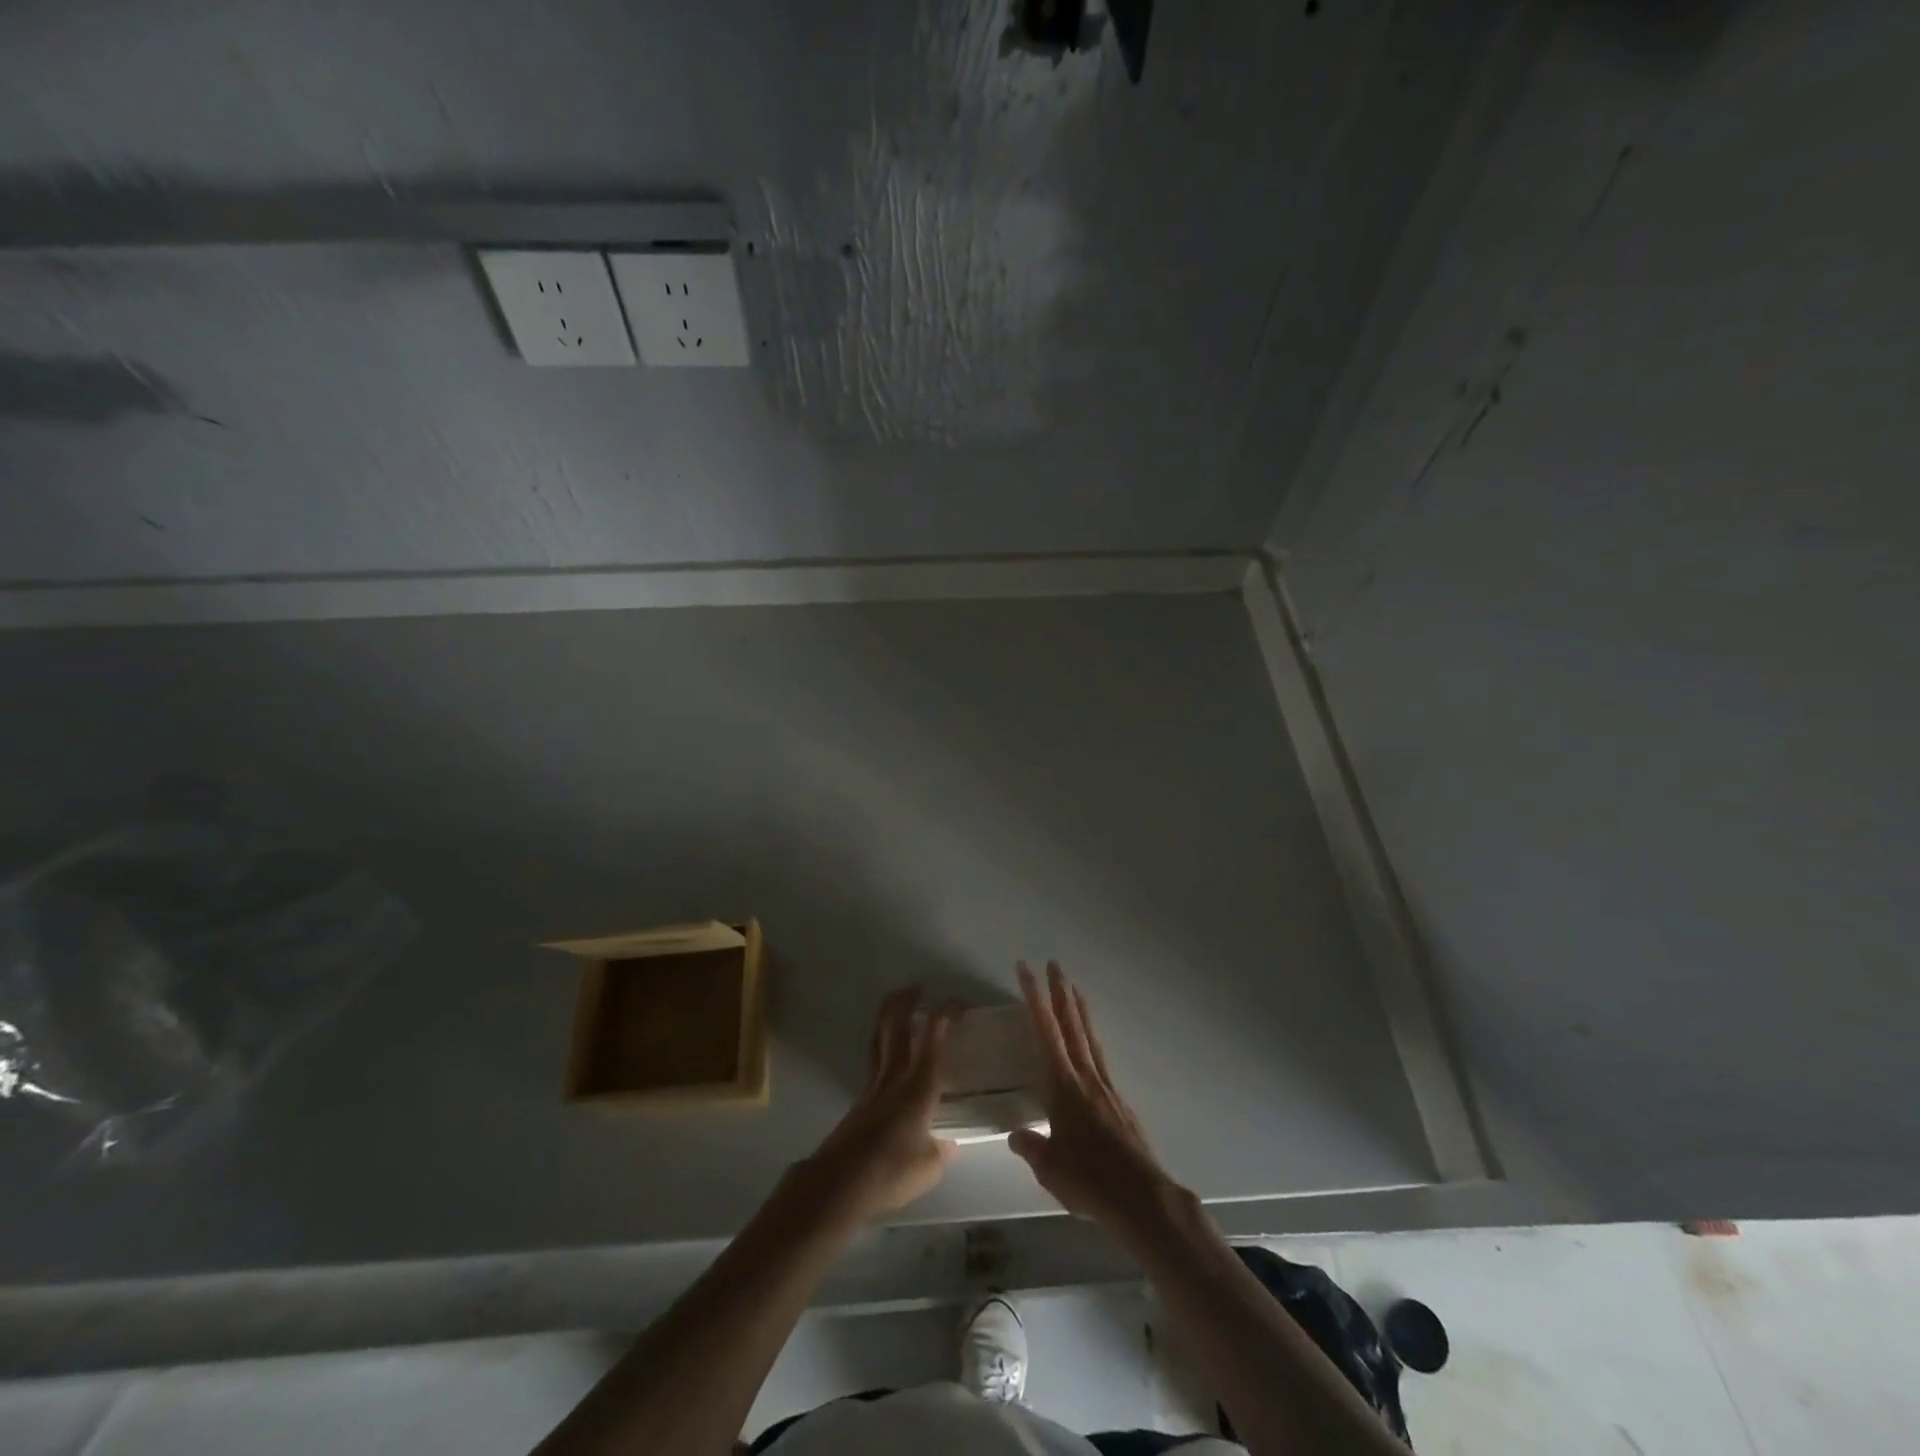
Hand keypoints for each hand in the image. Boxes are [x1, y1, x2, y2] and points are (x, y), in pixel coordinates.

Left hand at [798, 988, 958, 1222]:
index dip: (946, 1013)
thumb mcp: (929, 1167)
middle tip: (917, 988)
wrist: (840, 1182)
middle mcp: (895, 1076)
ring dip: (889, 1017)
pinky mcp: (860, 1100)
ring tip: (898, 1007)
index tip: (960, 1003)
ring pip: (880, 1039)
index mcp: (919, 1085)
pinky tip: (890, 1058)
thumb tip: (947, 1144)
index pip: (934, 1036)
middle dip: (906, 1001)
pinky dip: (883, 1046)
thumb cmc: (892, 1171)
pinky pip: (874, 1060)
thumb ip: (941, 1150)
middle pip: (897, 1026)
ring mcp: (873, 1086)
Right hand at [1010, 962, 1175, 1233]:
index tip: (1026, 970)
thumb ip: (1031, 1147)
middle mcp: (1085, 1077)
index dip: (1034, 998)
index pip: (1045, 1032)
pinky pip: (1100, 1058)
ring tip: (1073, 988)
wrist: (1141, 1197)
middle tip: (1053, 964)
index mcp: (1063, 1086)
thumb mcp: (1049, 1168)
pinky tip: (1089, 1045)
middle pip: (1071, 1025)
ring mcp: (1105, 1087)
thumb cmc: (1090, 1180)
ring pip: (1089, 1037)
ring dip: (1079, 1009)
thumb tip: (1015, 1133)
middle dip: (1059, 993)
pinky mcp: (1118, 1102)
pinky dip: (1091, 1040)